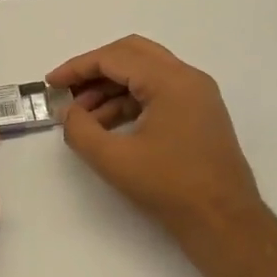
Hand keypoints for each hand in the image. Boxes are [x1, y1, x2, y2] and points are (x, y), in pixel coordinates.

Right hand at [46, 35, 273, 260]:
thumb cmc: (170, 187)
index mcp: (171, 81)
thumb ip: (81, 130)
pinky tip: (106, 125)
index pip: (115, 58)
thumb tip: (69, 112)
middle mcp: (188, 78)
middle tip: (67, 90)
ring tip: (82, 116)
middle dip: (95, 70)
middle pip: (132, 54)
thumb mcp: (114, 160)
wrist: (225, 222)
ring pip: (145, 73)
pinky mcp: (199, 113)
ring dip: (111, 87)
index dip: (78, 68)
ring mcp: (197, 95)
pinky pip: (157, 92)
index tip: (51, 83)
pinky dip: (129, 101)